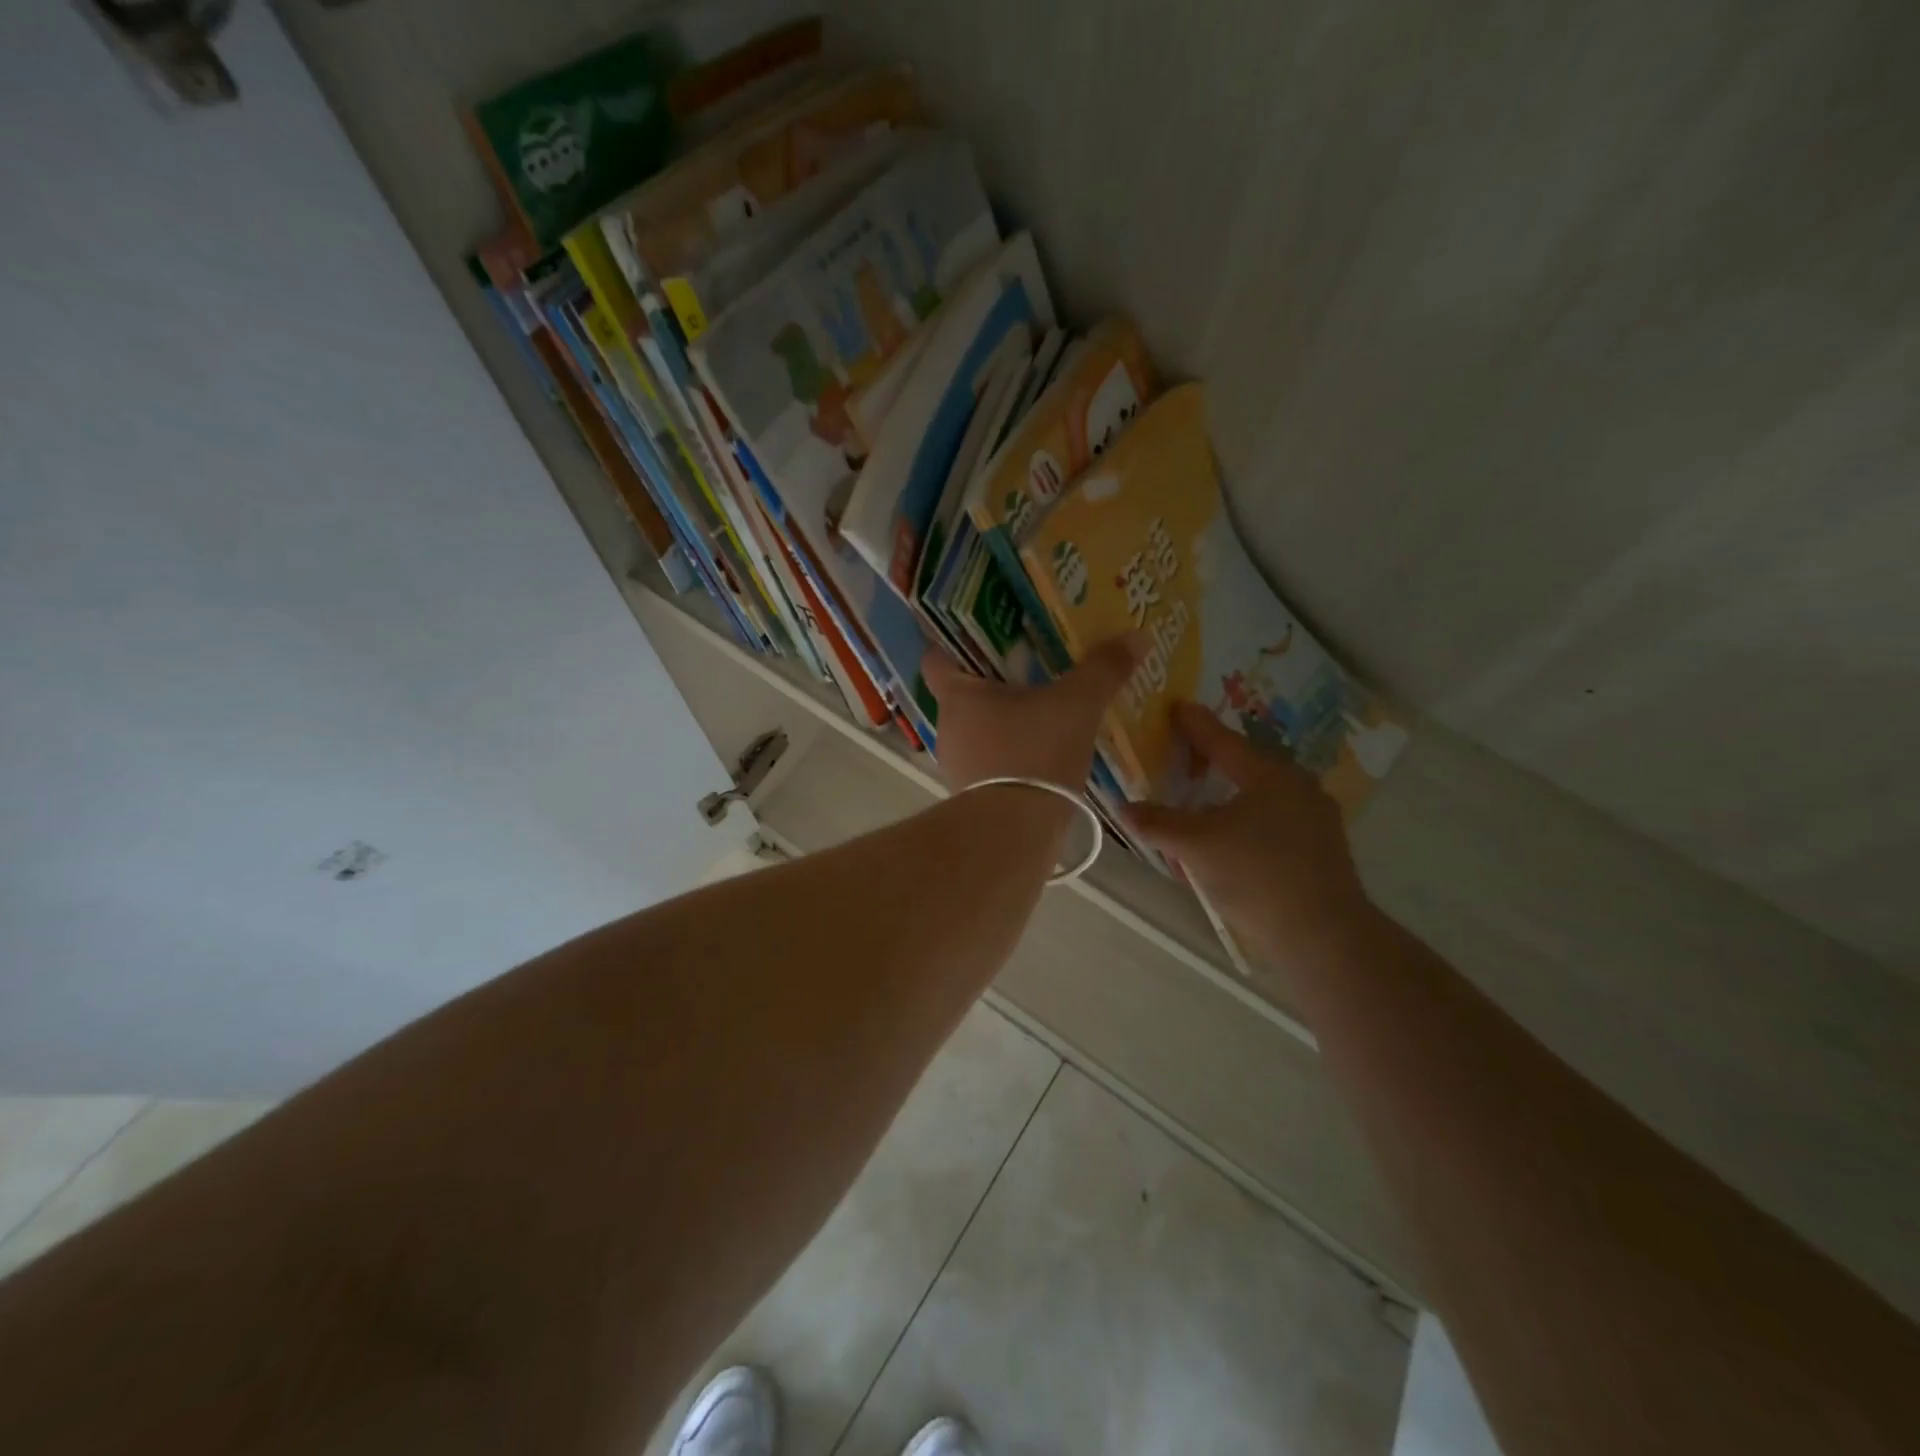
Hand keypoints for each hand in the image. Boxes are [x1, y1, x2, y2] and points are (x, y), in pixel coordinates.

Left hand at [922, 637, 1141, 793]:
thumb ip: (1103, 670)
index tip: (982, 636)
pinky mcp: (972, 796)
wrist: (1016, 834)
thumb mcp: (1077, 706)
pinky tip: (1042, 757)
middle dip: (993, 682)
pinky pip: (990, 763)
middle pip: (962, 694)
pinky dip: (1010, 755)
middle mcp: (948, 728)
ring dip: (1003, 722)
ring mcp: (956, 765)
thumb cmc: (1034, 755)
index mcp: (958, 696)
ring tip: (1042, 714)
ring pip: (977, 731)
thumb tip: (1136, 636)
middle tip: (1030, 670)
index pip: (936, 658)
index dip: (952, 643)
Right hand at [1125, 703, 1374, 963]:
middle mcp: (1298, 787)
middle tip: (1184, 755)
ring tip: (1202, 800)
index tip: (1177, 706)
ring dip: (1229, 794)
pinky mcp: (1322, 850)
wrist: (1323, 935)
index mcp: (1269, 774)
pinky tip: (1231, 838)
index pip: (1223, 741)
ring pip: (1261, 795)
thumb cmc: (1256, 875)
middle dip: (1213, 760)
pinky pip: (1274, 820)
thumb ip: (1158, 823)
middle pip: (1246, 764)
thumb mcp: (1196, 846)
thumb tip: (1122, 807)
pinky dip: (1246, 819)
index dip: (1195, 724)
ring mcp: (1315, 819)